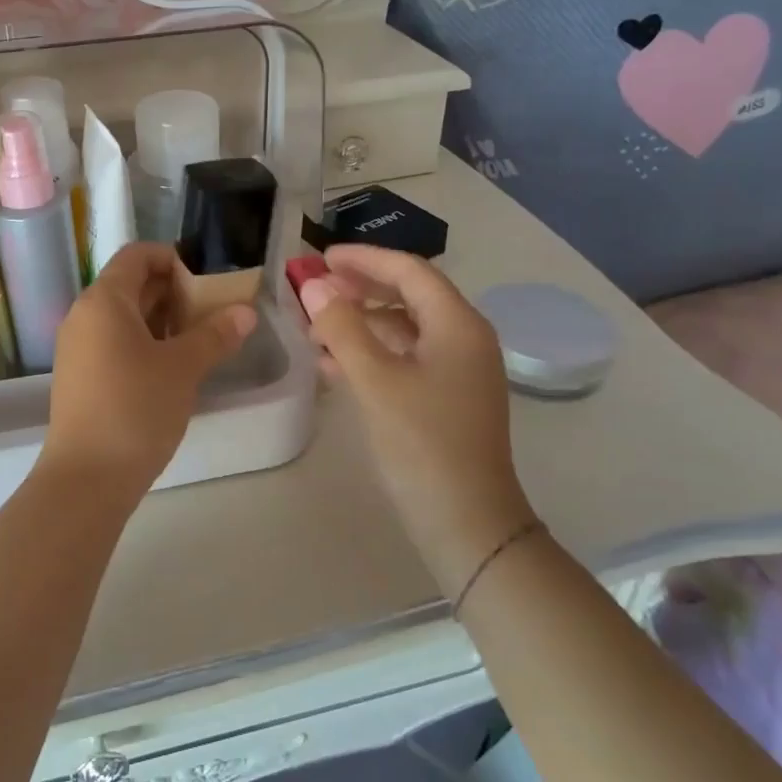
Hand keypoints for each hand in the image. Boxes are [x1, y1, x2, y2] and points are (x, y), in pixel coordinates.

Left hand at [42, 243, 256, 495]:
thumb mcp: (183, 368)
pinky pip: (113, 342)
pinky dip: (143, 343)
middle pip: (130, 284)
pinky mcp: (80, 376)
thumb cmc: (136, 409)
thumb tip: (245, 312)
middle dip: (172, 292)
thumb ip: (215, 335)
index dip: (172, 258)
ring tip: (198, 340)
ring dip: (161, 320)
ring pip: (123, 317)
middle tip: (211, 313)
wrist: (87, 478)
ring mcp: (78, 347)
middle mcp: (84, 315)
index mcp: (104, 300)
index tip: (205, 282)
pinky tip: (171, 367)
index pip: (137, 255)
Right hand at [298, 245, 534, 592]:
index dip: (364, 259)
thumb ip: (343, 327)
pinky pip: (405, 358)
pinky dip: (370, 353)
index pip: (409, 270)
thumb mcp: (375, 381)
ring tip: (314, 330)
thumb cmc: (423, 444)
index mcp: (457, 324)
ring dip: (360, 323)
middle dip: (359, 289)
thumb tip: (314, 285)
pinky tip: (333, 366)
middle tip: (314, 289)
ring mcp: (457, 370)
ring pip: (403, 328)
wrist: (467, 523)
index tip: (321, 258)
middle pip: (408, 295)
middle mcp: (464, 338)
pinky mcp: (446, 398)